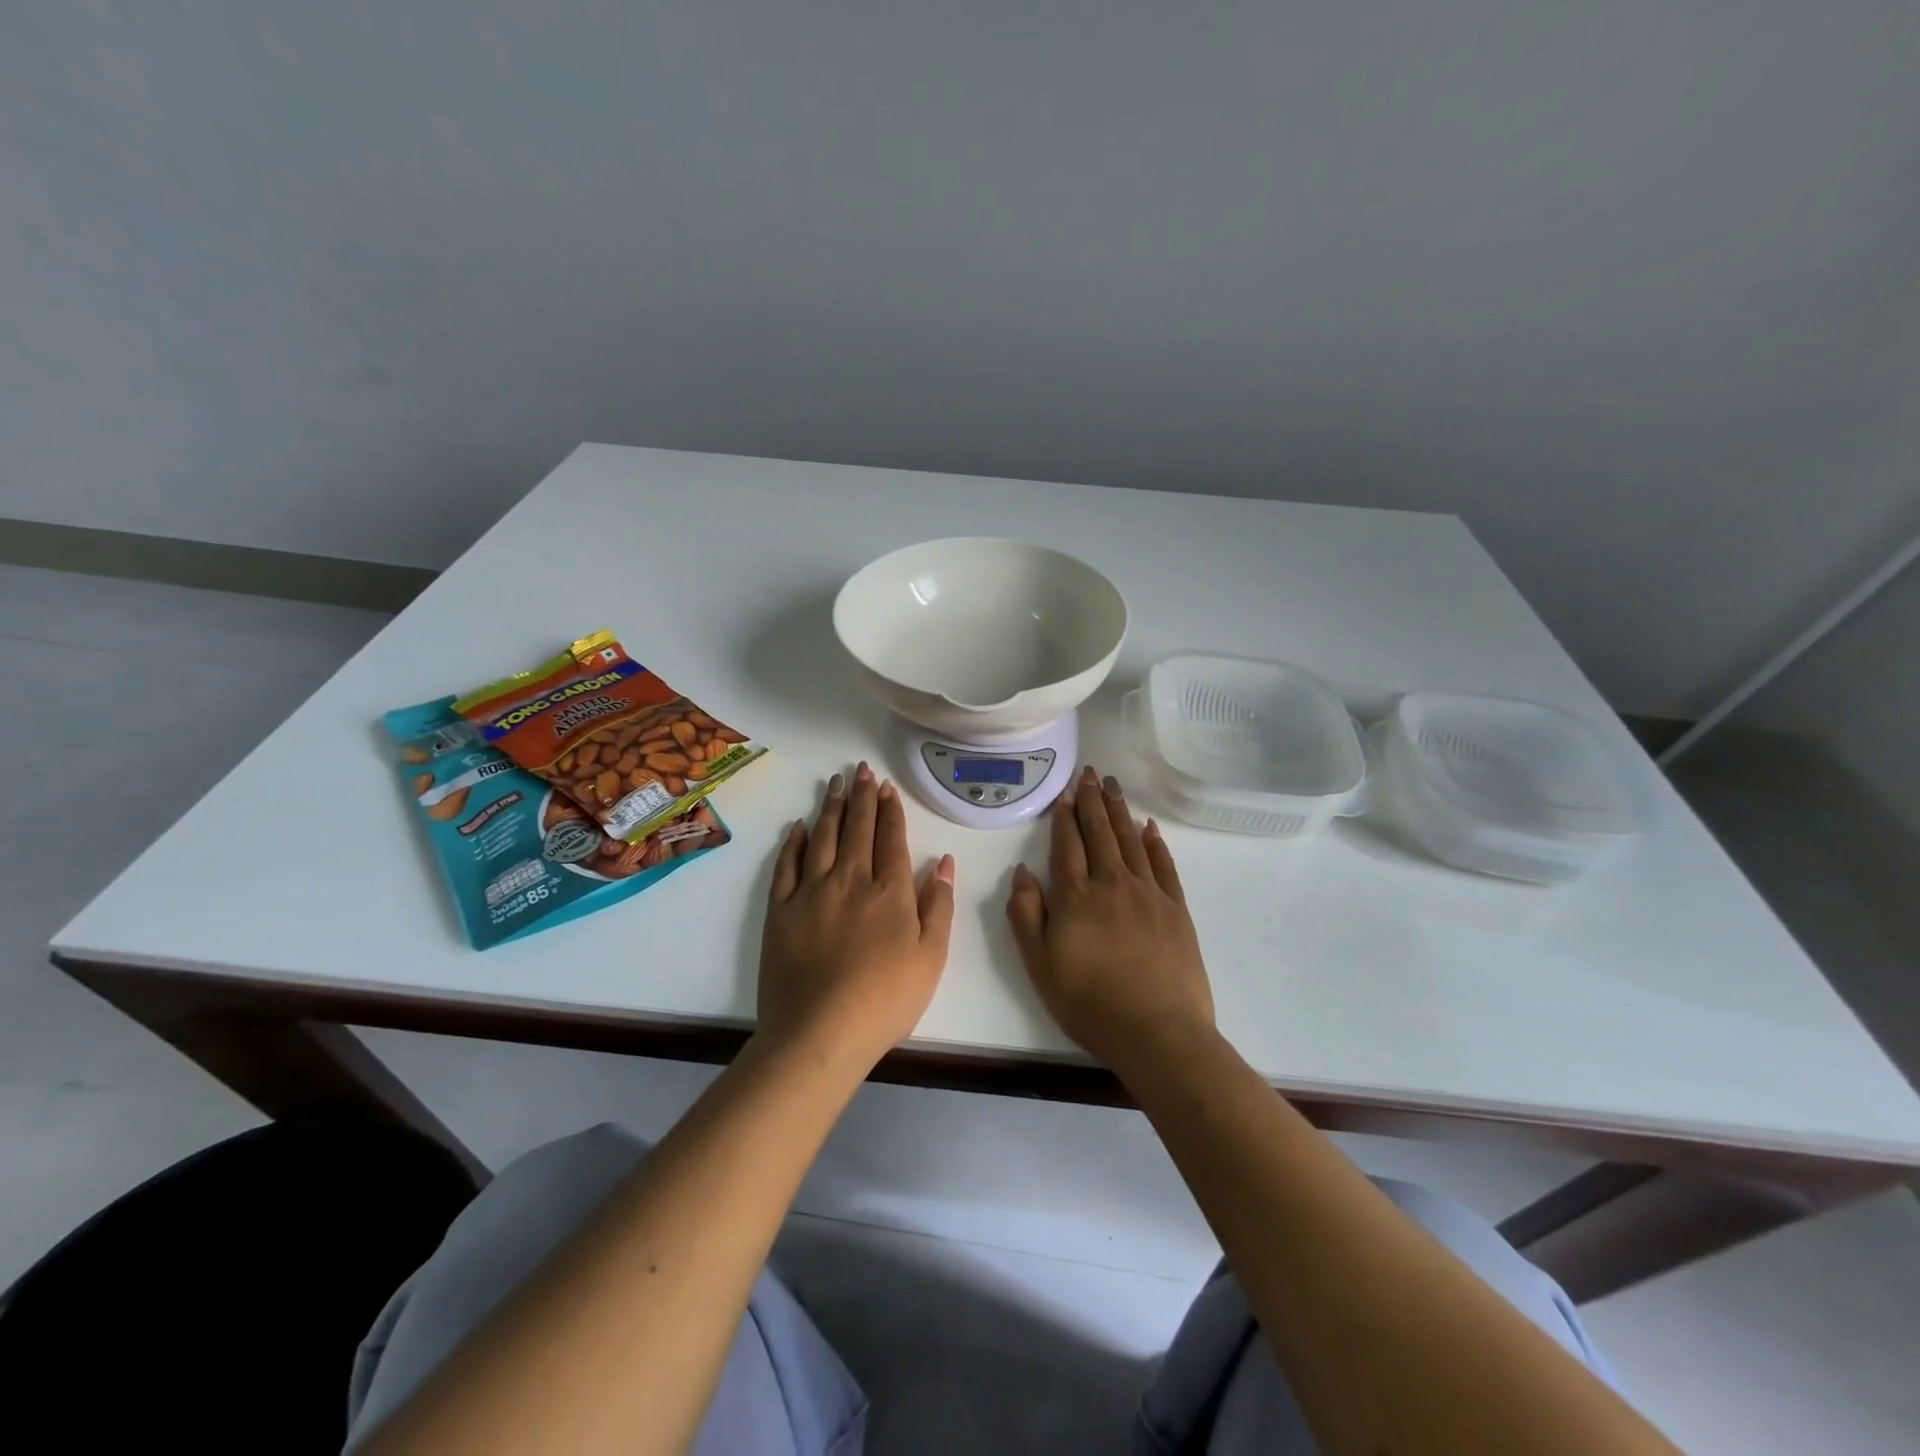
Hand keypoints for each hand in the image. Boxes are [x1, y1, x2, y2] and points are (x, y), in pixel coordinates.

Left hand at [758, 762, 956, 1068]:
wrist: (820, 1032)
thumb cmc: (886, 999)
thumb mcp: (932, 957)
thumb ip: (939, 905)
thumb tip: (945, 861)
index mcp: (890, 891)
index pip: (891, 839)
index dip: (890, 811)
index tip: (886, 787)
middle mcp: (851, 880)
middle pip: (857, 828)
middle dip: (862, 796)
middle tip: (861, 770)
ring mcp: (811, 892)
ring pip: (823, 837)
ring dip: (831, 807)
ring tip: (835, 783)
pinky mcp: (780, 910)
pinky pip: (787, 865)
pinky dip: (794, 842)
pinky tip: (799, 826)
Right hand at [1006, 766, 1213, 1071]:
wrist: (1157, 1032)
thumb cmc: (1089, 1002)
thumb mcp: (1039, 964)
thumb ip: (1026, 914)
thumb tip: (1023, 872)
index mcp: (1076, 896)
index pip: (1068, 845)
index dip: (1065, 816)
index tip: (1065, 792)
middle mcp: (1112, 883)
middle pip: (1100, 833)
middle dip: (1093, 801)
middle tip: (1091, 773)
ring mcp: (1148, 893)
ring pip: (1130, 841)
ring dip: (1120, 811)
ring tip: (1113, 786)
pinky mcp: (1176, 909)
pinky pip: (1163, 865)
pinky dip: (1155, 843)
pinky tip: (1149, 827)